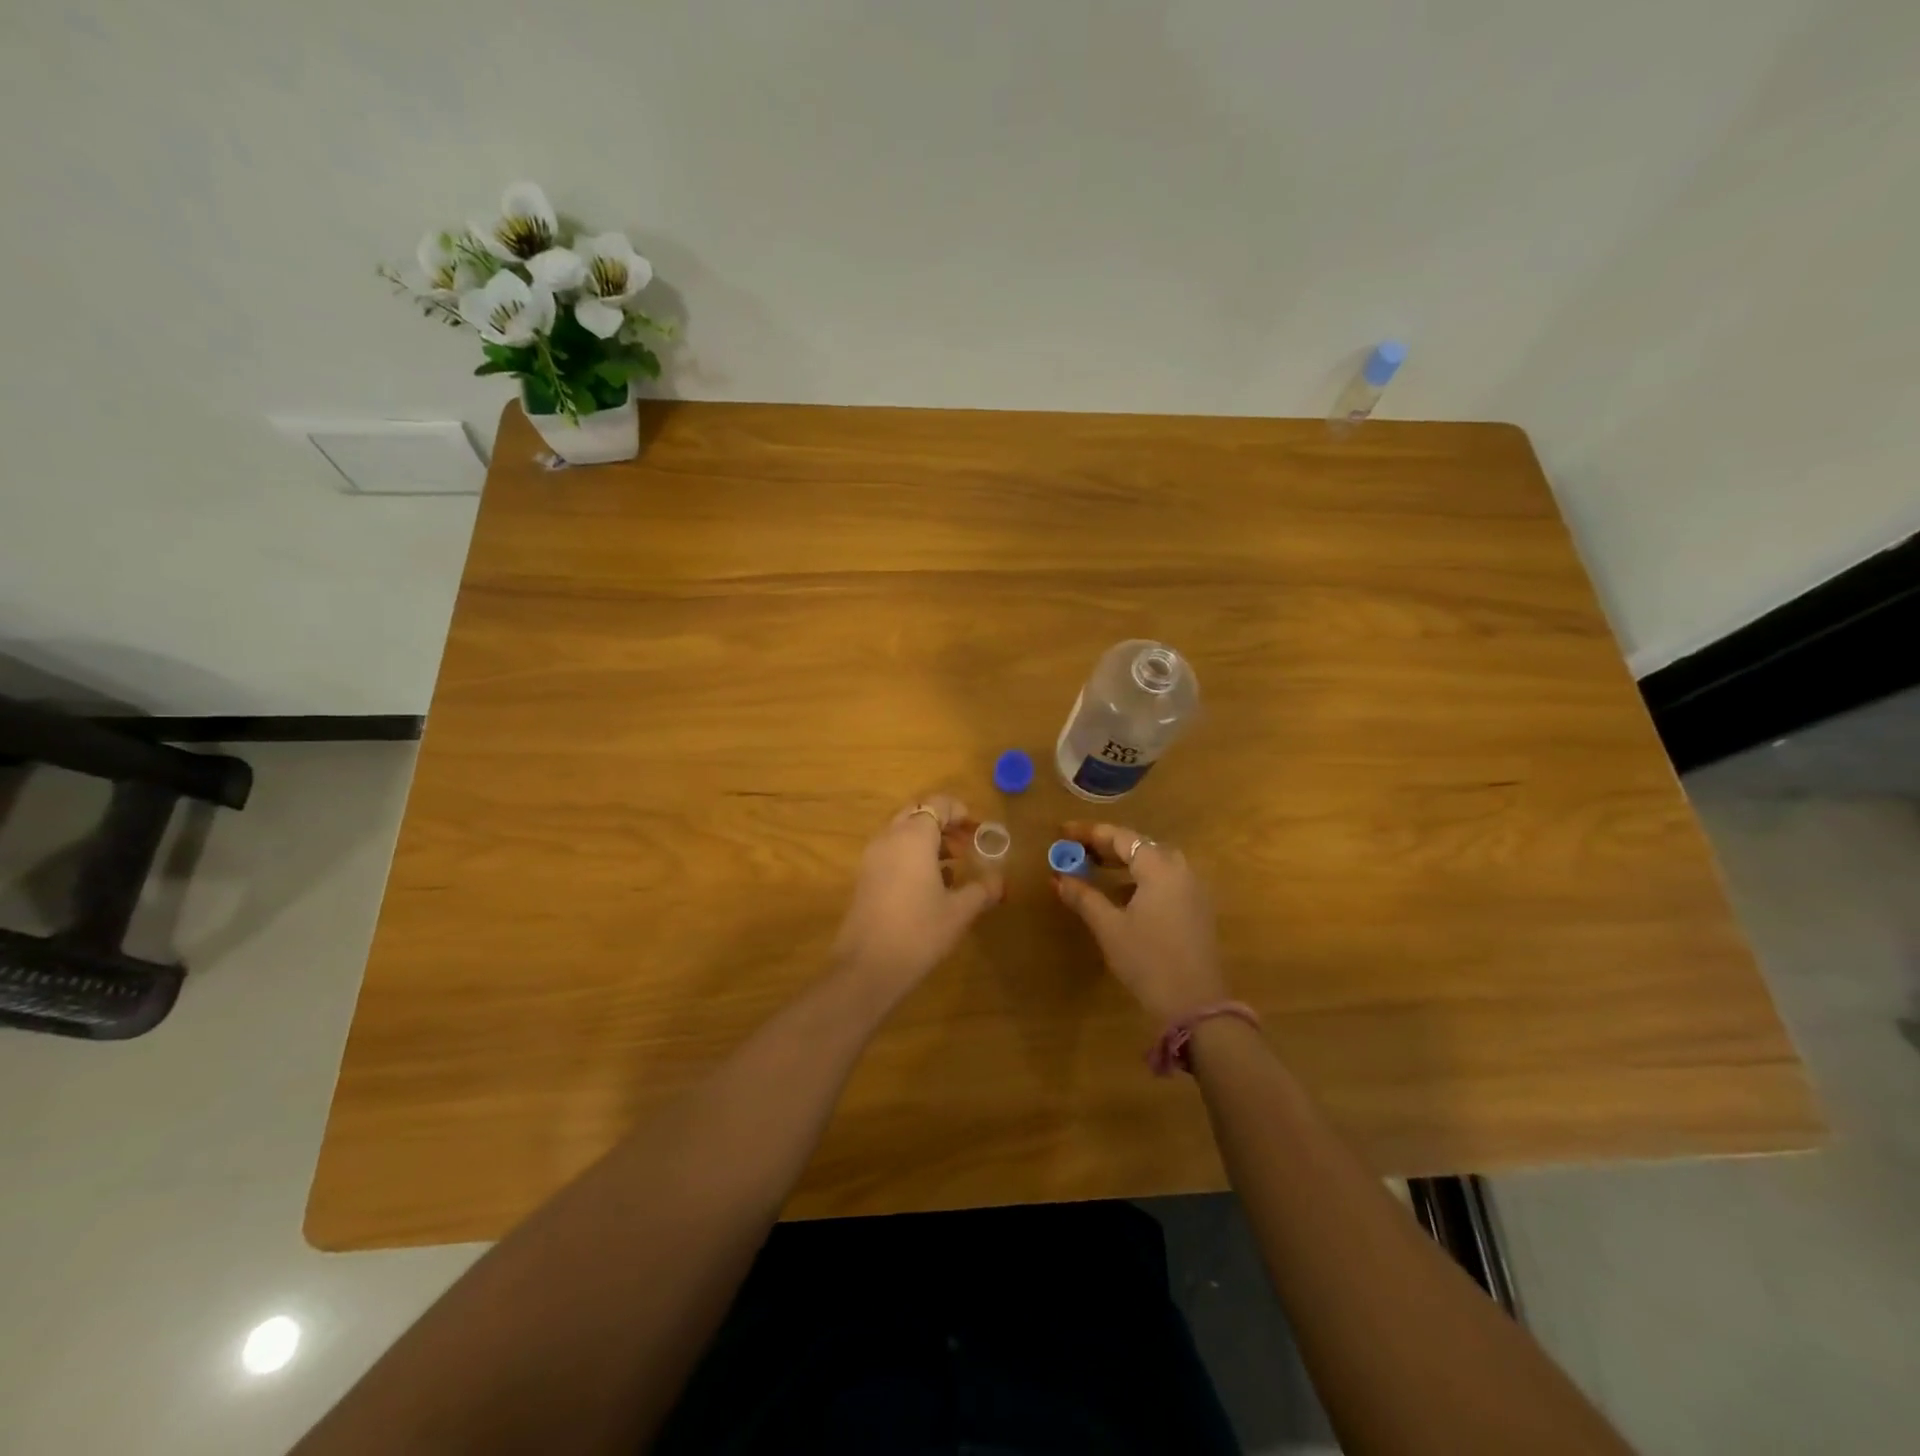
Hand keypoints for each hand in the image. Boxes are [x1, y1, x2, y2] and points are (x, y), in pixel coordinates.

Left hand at [831, 796, 1003, 997]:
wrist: (868, 966)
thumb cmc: (919, 931)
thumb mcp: (959, 911)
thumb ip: (982, 890)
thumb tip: (1000, 881)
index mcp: (913, 837)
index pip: (936, 804)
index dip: (958, 811)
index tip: (975, 829)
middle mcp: (889, 838)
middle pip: (916, 813)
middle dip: (942, 824)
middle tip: (965, 845)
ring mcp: (872, 857)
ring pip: (901, 832)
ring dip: (926, 840)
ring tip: (952, 865)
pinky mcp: (864, 877)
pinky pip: (891, 851)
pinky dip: (911, 855)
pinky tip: (930, 884)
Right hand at [1054, 821, 1228, 1021]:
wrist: (1196, 1004)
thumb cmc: (1148, 960)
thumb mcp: (1109, 927)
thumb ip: (1083, 897)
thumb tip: (1058, 877)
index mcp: (1159, 867)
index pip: (1120, 837)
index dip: (1089, 833)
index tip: (1063, 832)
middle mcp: (1180, 869)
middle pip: (1139, 845)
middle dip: (1105, 845)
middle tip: (1075, 849)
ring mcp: (1192, 889)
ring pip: (1153, 862)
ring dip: (1123, 861)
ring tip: (1093, 867)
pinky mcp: (1196, 908)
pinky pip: (1164, 879)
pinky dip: (1139, 878)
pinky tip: (1121, 894)